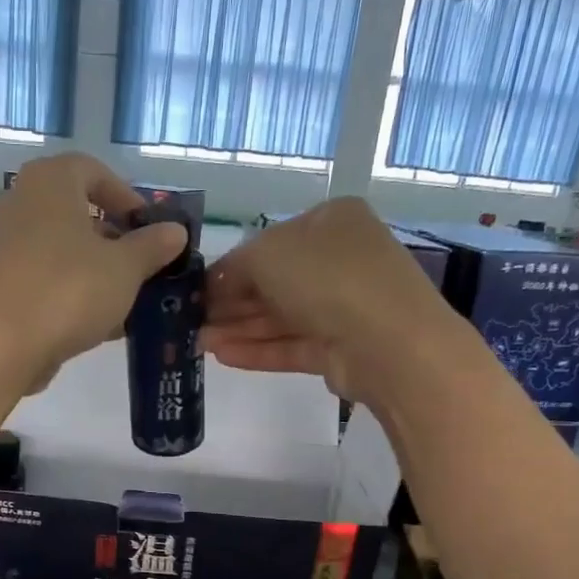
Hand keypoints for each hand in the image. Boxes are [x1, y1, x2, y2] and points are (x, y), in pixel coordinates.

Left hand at [0, 153, 187, 388]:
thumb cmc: (68, 289)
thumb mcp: (125, 267)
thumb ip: (152, 246)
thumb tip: (175, 231)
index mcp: (50, 181)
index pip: (93, 170)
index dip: (126, 197)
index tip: (149, 229)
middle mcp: (20, 202)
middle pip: (76, 212)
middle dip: (114, 240)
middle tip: (142, 268)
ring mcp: (4, 244)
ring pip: (61, 250)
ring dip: (96, 272)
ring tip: (127, 302)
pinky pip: (44, 277)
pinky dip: (71, 292)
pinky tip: (98, 325)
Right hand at [203, 197, 458, 403]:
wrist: (389, 342)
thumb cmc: (327, 277)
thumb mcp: (267, 255)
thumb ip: (233, 267)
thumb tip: (213, 285)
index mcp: (330, 221)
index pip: (270, 243)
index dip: (230, 267)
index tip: (195, 290)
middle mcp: (340, 259)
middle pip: (274, 282)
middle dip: (230, 303)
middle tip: (189, 322)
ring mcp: (343, 306)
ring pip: (280, 317)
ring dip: (238, 329)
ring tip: (196, 344)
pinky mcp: (341, 348)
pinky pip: (292, 345)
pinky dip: (258, 350)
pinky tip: (222, 356)